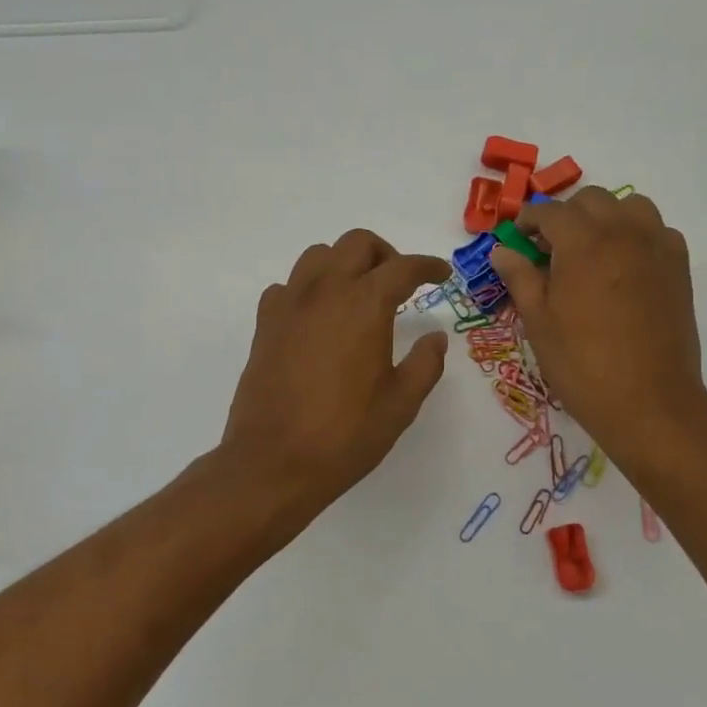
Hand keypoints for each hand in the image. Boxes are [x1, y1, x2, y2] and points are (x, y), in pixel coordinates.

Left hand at [221, 230, 451, 513]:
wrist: (273, 463)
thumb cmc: (345, 435)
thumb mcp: (401, 404)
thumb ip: (425, 363)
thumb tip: (435, 338)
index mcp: (364, 305)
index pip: (402, 267)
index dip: (427, 266)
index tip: (441, 275)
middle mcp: (325, 292)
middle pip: (356, 243)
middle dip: (385, 254)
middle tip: (400, 284)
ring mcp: (289, 305)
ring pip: (318, 256)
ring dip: (344, 263)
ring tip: (358, 295)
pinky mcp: (265, 324)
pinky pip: (288, 286)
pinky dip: (309, 289)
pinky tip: (318, 318)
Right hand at [488, 187, 706, 472]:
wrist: (649, 401)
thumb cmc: (582, 364)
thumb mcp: (538, 322)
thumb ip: (520, 277)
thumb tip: (502, 251)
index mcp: (583, 242)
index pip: (550, 211)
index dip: (528, 220)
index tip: (517, 236)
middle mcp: (623, 232)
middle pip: (591, 200)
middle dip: (566, 215)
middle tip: (550, 247)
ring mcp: (657, 247)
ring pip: (630, 206)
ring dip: (605, 217)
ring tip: (590, 250)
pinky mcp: (679, 267)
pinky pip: (657, 231)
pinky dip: (637, 235)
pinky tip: (624, 266)